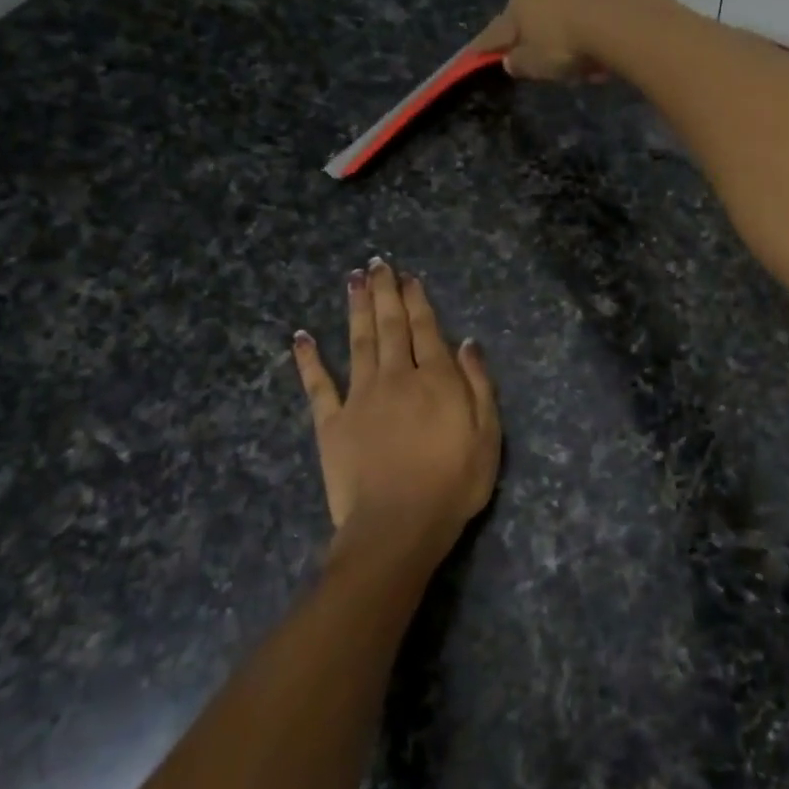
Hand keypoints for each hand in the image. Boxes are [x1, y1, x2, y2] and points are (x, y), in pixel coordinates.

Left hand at [293, 259, 500, 574]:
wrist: (398, 525)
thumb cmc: (453, 483)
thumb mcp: (487, 435)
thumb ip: (478, 385)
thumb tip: (467, 343)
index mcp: (435, 380)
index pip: (426, 329)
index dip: (417, 300)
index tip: (409, 276)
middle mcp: (396, 377)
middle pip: (389, 326)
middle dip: (384, 293)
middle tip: (377, 263)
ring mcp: (360, 397)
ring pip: (357, 342)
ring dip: (355, 309)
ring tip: (352, 280)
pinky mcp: (331, 422)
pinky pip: (318, 385)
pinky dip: (309, 359)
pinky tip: (301, 336)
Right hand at [470, 0, 678, 81]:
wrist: (625, 19)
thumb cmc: (567, 45)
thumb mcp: (536, 65)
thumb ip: (520, 63)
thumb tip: (510, 59)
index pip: (497, 29)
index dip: (486, 46)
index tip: (475, 54)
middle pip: (533, 10)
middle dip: (535, 31)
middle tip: (545, 58)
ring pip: (565, 5)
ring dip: (568, 26)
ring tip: (583, 58)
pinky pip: (594, 6)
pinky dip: (594, 23)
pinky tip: (604, 45)